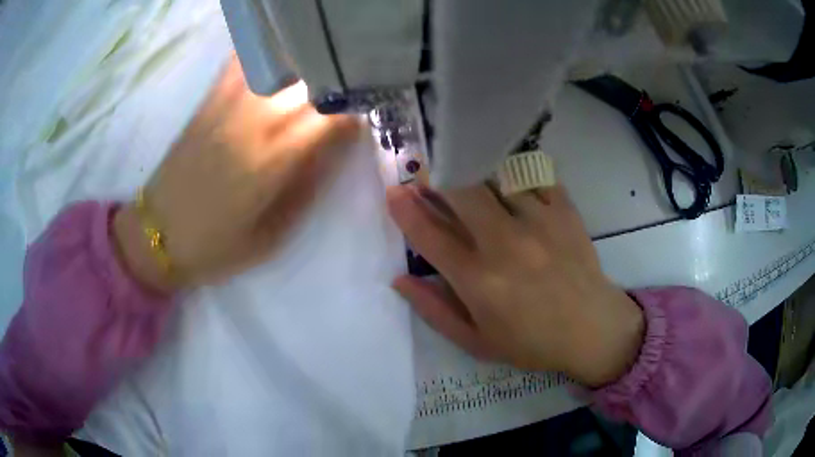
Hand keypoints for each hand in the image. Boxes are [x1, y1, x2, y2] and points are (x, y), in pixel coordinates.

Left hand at [113, 58, 360, 291]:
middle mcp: (254, 121)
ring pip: (281, 65)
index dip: (355, 114)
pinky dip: (264, 55)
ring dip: (307, 68)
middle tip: (344, 99)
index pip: (331, 116)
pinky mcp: (209, 101)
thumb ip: (306, 189)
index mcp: (273, 159)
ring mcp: (228, 105)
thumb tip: (333, 150)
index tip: (360, 123)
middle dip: (337, 88)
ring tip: (316, 79)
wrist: (157, 234)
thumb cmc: (216, 246)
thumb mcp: (272, 235)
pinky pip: (242, 62)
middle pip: (311, 83)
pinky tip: (275, 65)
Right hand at [387, 184, 643, 386]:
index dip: (405, 210)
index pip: (430, 236)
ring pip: (494, 175)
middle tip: (429, 175)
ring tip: (467, 173)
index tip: (394, 192)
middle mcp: (506, 244)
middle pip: (461, 191)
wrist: (592, 328)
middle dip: (437, 178)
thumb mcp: (476, 341)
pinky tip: (507, 178)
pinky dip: (514, 171)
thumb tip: (400, 280)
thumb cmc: (531, 341)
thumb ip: (434, 311)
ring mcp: (539, 222)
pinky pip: (532, 174)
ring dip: (473, 171)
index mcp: (479, 281)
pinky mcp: (564, 210)